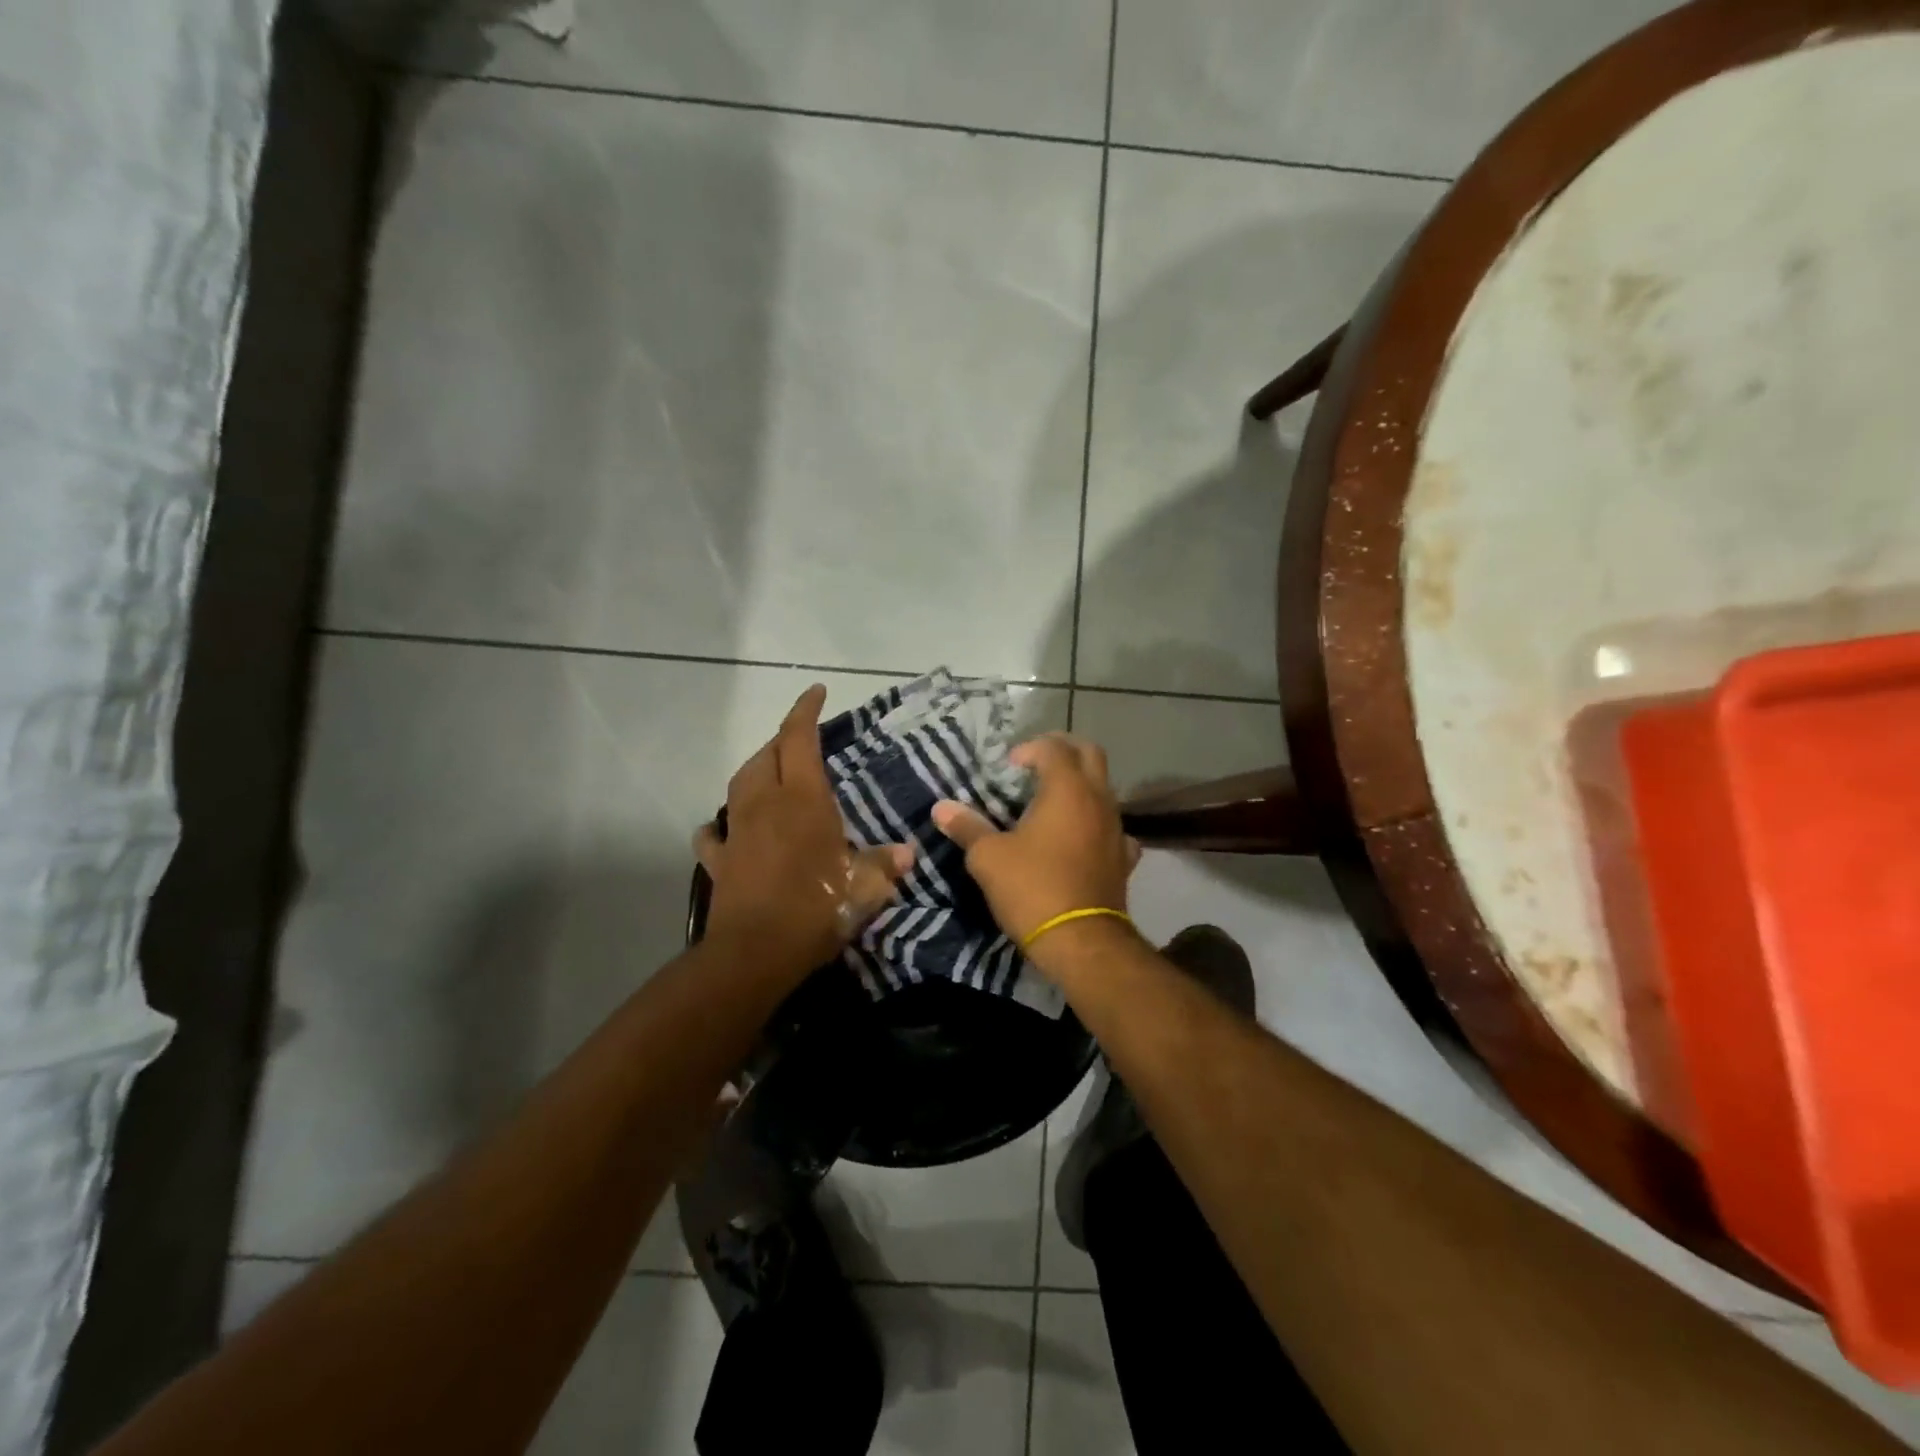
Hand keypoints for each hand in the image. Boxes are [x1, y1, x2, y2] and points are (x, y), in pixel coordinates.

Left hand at [696, 686, 913, 977]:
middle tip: (800, 742)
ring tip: (771, 776)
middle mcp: (765, 805)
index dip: (805, 711)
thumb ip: (884, 866)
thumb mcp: (864, 888)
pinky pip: (714, 834)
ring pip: (739, 784)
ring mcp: (736, 831)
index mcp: (802, 800)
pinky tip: (726, 829)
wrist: (755, 953)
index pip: (799, 740)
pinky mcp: (719, 861)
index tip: (815, 691)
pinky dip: (721, 826)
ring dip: (755, 772)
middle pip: (766, 755)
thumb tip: (906, 854)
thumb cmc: (816, 908)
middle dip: (781, 741)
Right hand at [930, 733, 1140, 973]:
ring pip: (1104, 789)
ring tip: (1051, 804)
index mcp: (1067, 789)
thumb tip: (941, 808)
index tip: (1007, 767)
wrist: (1081, 941)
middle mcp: (1098, 799)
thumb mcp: (988, 857)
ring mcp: (1116, 828)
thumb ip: (967, 827)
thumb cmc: (1032, 888)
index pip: (1054, 747)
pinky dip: (1095, 824)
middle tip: (1036, 766)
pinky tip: (1080, 840)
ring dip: (1080, 786)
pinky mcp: (1124, 858)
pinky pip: (1112, 827)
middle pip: (1090, 754)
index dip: (1029, 748)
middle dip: (1063, 751)